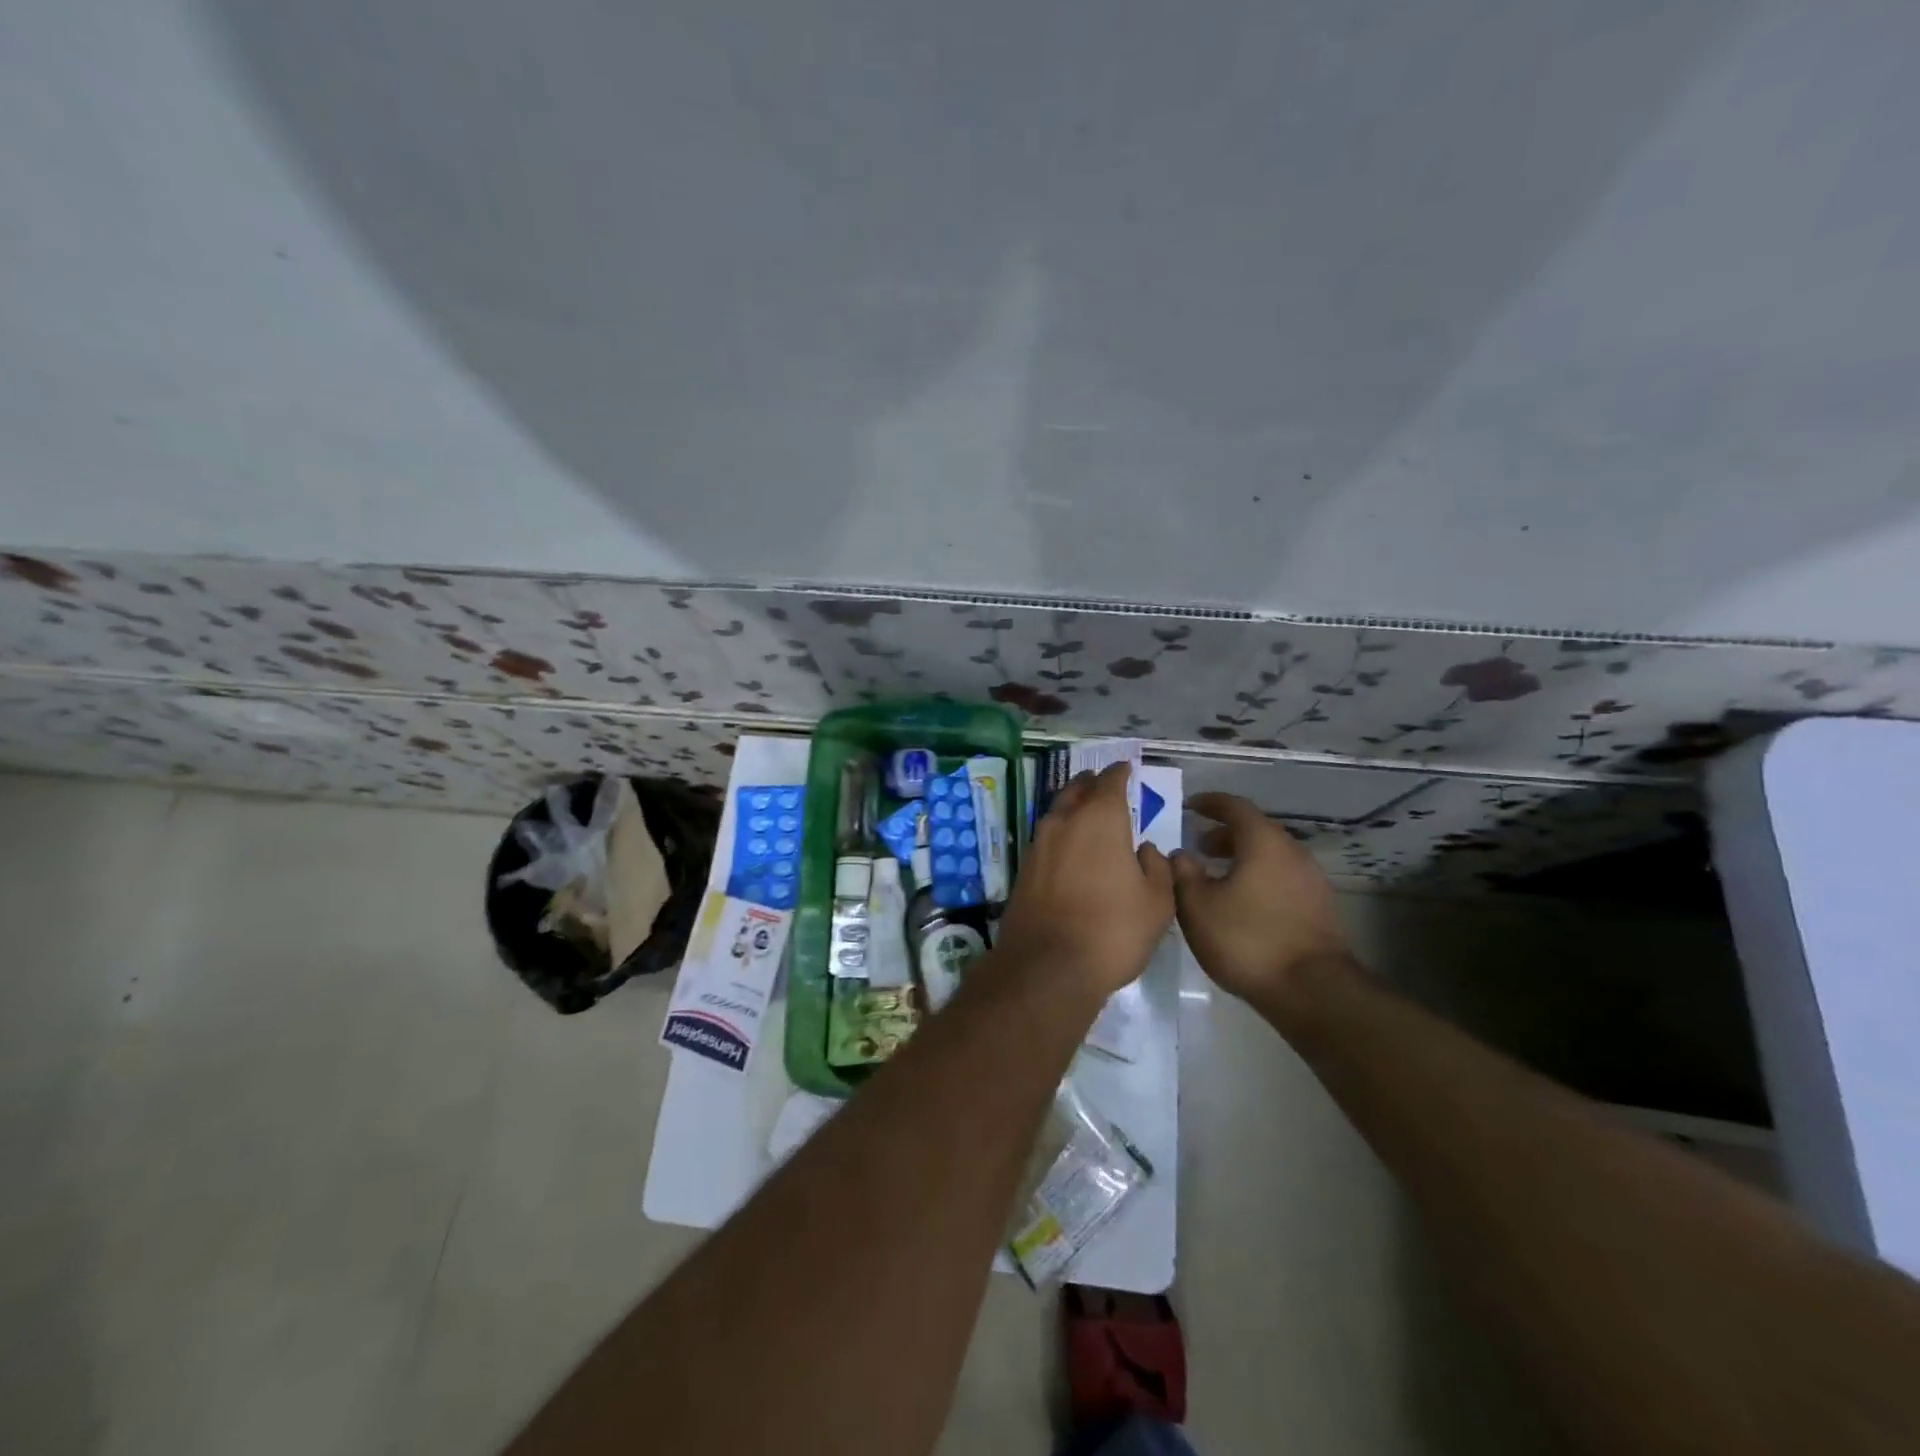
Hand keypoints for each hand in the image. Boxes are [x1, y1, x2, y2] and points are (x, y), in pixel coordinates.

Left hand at [995, 763, 1174, 999]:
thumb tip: (1145, 849)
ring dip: (1072, 805)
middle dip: (1092, 783)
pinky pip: (1046, 837)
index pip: (1110, 781)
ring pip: (1057, 811)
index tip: (1126, 768)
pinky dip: (1060, 832)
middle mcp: (1064, 821)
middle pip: (1077, 790)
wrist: (1047, 966)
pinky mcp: (1024, 868)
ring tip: (1087, 811)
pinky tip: (1069, 846)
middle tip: (1104, 783)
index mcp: (1100, 819)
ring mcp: (1039, 844)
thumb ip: (1156, 867)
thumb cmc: (1112, 931)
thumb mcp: (1156, 903)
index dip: (1120, 773)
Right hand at [1172, 793, 1355, 1009]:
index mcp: (1263, 842)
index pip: (1235, 807)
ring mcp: (1311, 880)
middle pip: (1256, 830)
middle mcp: (1292, 852)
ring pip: (1270, 855)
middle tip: (1198, 846)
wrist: (1310, 990)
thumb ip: (1183, 874)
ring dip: (1242, 857)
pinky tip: (1241, 901)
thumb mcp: (1198, 906)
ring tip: (1216, 875)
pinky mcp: (1318, 907)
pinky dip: (1258, 876)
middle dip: (1225, 834)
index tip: (1190, 806)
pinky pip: (1281, 877)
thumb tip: (1181, 855)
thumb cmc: (1247, 940)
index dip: (1210, 803)